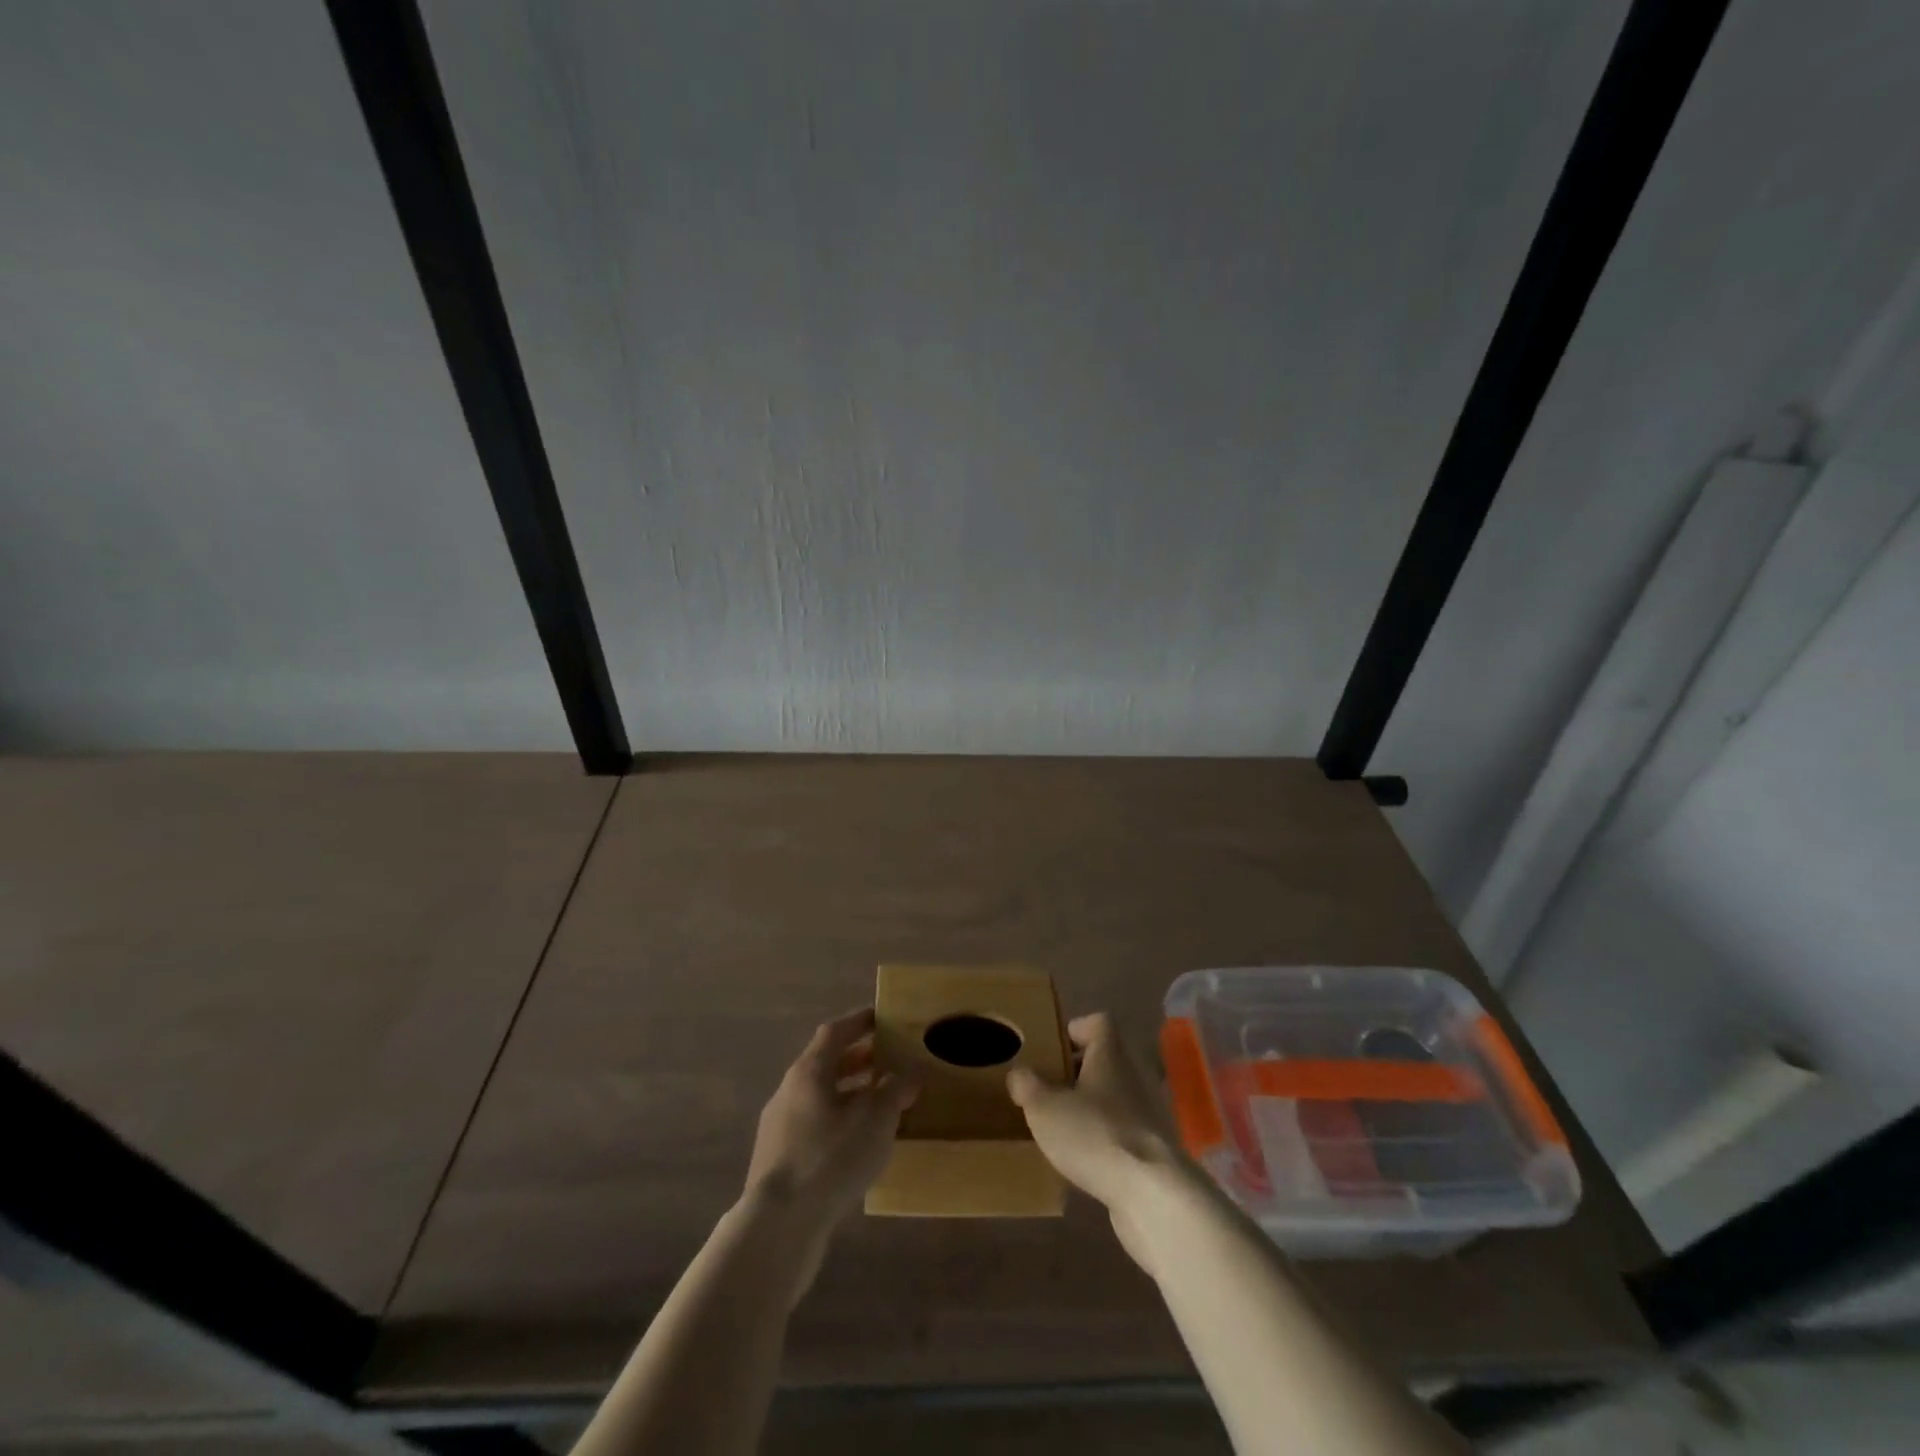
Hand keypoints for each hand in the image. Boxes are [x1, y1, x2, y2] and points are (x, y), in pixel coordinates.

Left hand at [745, 1008, 916, 1232]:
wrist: (778, 1226)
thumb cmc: (830, 1157)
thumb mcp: (876, 1119)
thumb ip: (896, 1090)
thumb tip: (911, 1072)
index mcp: (809, 1071)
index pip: (835, 1031)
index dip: (860, 1021)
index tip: (883, 1018)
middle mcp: (789, 1090)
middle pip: (826, 1064)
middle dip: (859, 1060)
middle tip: (889, 1061)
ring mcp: (780, 1127)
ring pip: (821, 1098)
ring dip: (851, 1094)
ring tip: (882, 1105)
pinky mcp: (779, 1161)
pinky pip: (815, 1126)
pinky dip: (840, 1123)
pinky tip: (860, 1145)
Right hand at [1007, 1012, 1193, 1251]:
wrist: (1151, 1194)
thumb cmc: (1094, 1135)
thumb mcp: (1045, 1109)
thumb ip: (1028, 1087)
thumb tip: (1019, 1074)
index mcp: (1110, 1055)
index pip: (1100, 1022)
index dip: (1077, 1028)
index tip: (1054, 1046)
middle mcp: (1134, 1076)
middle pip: (1107, 1061)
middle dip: (1079, 1071)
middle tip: (1050, 1087)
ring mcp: (1149, 1114)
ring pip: (1116, 1097)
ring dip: (1092, 1107)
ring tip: (1063, 1126)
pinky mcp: (1155, 1151)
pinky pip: (1124, 1132)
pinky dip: (1106, 1139)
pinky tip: (1085, 1160)